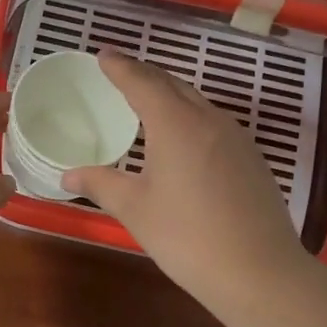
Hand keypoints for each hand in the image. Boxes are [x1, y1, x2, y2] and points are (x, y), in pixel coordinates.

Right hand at [62, 53, 308, 305]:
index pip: (142, 82)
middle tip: (121, 73)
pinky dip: (191, 118)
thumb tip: (68, 174)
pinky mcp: (253, 159)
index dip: (120, 67)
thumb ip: (101, 184)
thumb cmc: (187, 237)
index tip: (103, 55)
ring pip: (198, 103)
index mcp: (176, 123)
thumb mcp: (136, 210)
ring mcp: (237, 138)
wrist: (259, 272)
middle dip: (145, 75)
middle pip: (173, 85)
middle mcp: (209, 119)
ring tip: (149, 102)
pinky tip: (185, 139)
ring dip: (171, 95)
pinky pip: (214, 124)